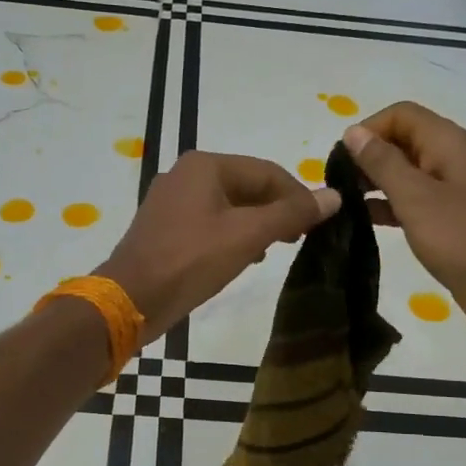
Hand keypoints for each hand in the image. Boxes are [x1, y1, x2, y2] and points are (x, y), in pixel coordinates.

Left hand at [95, 151, 340, 341]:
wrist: (131, 299)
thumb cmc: (191, 260)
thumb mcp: (248, 235)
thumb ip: (291, 213)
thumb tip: (334, 196)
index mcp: (205, 165)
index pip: (267, 172)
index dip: (299, 196)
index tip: (320, 223)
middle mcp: (186, 175)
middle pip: (247, 186)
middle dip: (277, 211)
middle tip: (300, 239)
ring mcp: (171, 202)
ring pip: (229, 206)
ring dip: (257, 225)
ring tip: (276, 250)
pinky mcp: (165, 228)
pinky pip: (210, 223)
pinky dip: (232, 235)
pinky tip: (245, 258)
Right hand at [343, 103, 465, 336]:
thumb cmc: (463, 238)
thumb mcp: (416, 197)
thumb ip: (382, 163)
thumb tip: (352, 133)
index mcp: (446, 142)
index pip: (399, 114)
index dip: (368, 129)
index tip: (340, 160)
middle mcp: (447, 159)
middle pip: (399, 141)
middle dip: (366, 157)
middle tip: (335, 186)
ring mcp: (447, 191)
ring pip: (401, 174)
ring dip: (371, 184)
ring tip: (341, 205)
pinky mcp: (444, 220)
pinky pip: (407, 203)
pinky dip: (384, 207)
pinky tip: (360, 223)